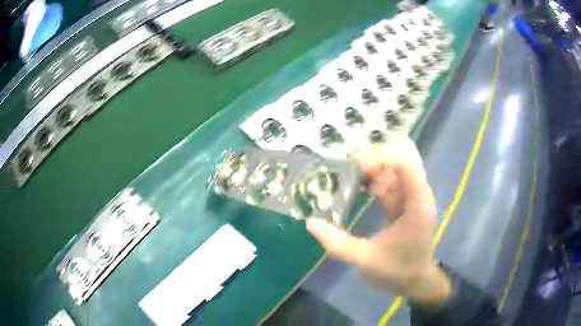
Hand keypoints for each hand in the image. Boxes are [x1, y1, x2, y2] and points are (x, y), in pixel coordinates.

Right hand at [306, 138, 450, 305]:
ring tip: (345, 171)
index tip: (357, 166)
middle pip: (400, 159)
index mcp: (417, 205)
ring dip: (370, 166)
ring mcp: (411, 197)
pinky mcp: (403, 202)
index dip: (383, 156)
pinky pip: (387, 181)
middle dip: (374, 156)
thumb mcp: (367, 260)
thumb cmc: (398, 272)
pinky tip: (354, 183)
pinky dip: (371, 178)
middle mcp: (417, 194)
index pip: (407, 163)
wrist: (415, 282)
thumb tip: (311, 222)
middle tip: (346, 164)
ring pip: (392, 168)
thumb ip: (338, 243)